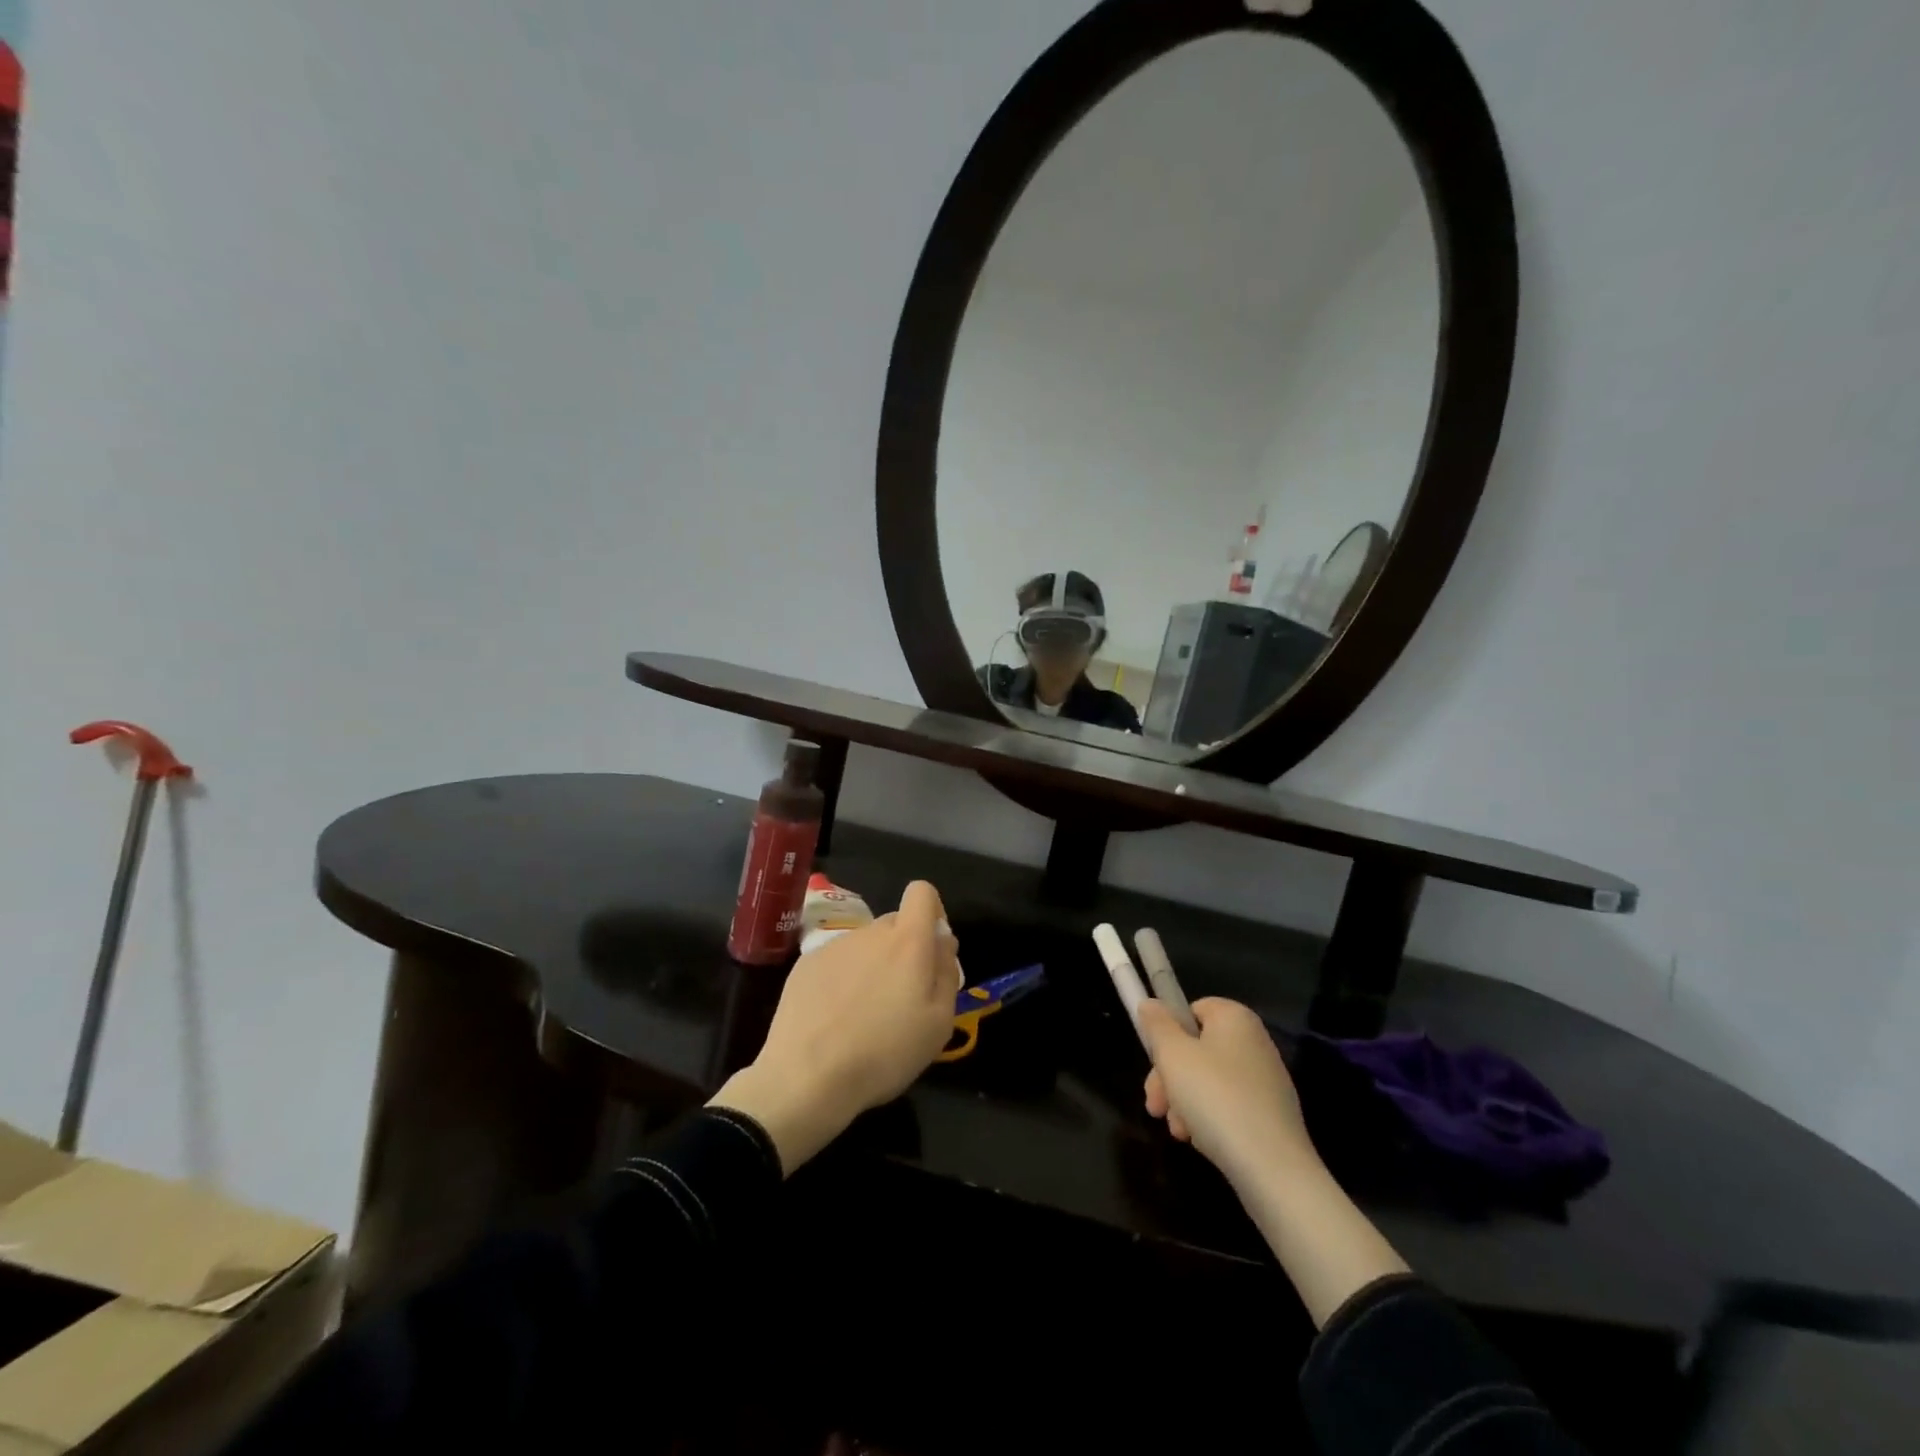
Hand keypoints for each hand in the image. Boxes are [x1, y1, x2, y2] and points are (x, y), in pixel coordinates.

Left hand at [711, 881, 958, 1172]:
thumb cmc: (885, 1052)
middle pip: (895, 924)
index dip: (932, 913)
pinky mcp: (805, 963)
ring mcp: (834, 946)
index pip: (922, 892)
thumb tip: (943, 942)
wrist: (807, 1076)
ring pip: (865, 945)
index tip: (931, 950)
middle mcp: (870, 932)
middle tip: (901, 997)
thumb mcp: (939, 1023)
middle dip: (904, 949)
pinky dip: (842, 980)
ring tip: (864, 1015)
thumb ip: (946, 972)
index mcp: (908, 941)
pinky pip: (836, 962)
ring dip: (872, 967)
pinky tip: (834, 1018)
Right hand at [1138, 997, 1316, 1186]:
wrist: (1271, 1167)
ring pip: (1209, 1081)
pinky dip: (1209, 1119)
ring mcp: (1266, 1080)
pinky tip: (1199, 1140)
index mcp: (1235, 1018)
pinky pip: (1229, 1106)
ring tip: (1178, 1130)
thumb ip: (1157, 1025)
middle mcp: (1255, 1042)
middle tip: (1155, 1106)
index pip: (1192, 1009)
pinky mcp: (1271, 1115)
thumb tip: (1151, 1005)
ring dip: (1184, 1102)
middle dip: (1169, 1077)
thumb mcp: (1172, 1055)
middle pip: (1197, 1049)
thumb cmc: (1215, 1097)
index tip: (1154, 1062)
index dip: (1168, 1034)